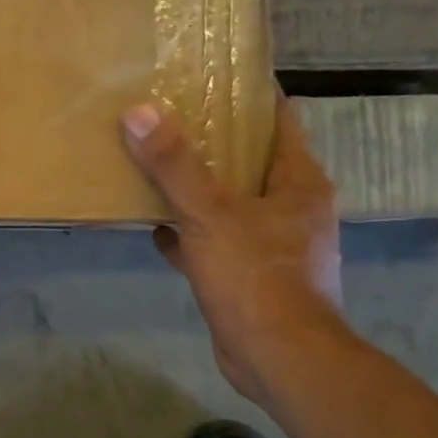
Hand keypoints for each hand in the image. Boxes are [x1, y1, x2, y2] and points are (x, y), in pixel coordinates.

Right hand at [122, 97, 344, 401]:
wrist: (278, 358)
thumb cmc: (256, 275)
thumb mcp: (209, 214)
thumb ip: (174, 165)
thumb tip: (139, 112)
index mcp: (298, 183)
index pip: (280, 121)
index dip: (249, 98)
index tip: (211, 79)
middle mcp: (292, 208)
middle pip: (251, 160)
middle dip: (214, 142)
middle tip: (169, 119)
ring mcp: (273, 244)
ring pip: (231, 202)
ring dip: (199, 188)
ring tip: (157, 167)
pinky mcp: (252, 276)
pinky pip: (216, 241)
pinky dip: (190, 233)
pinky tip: (157, 230)